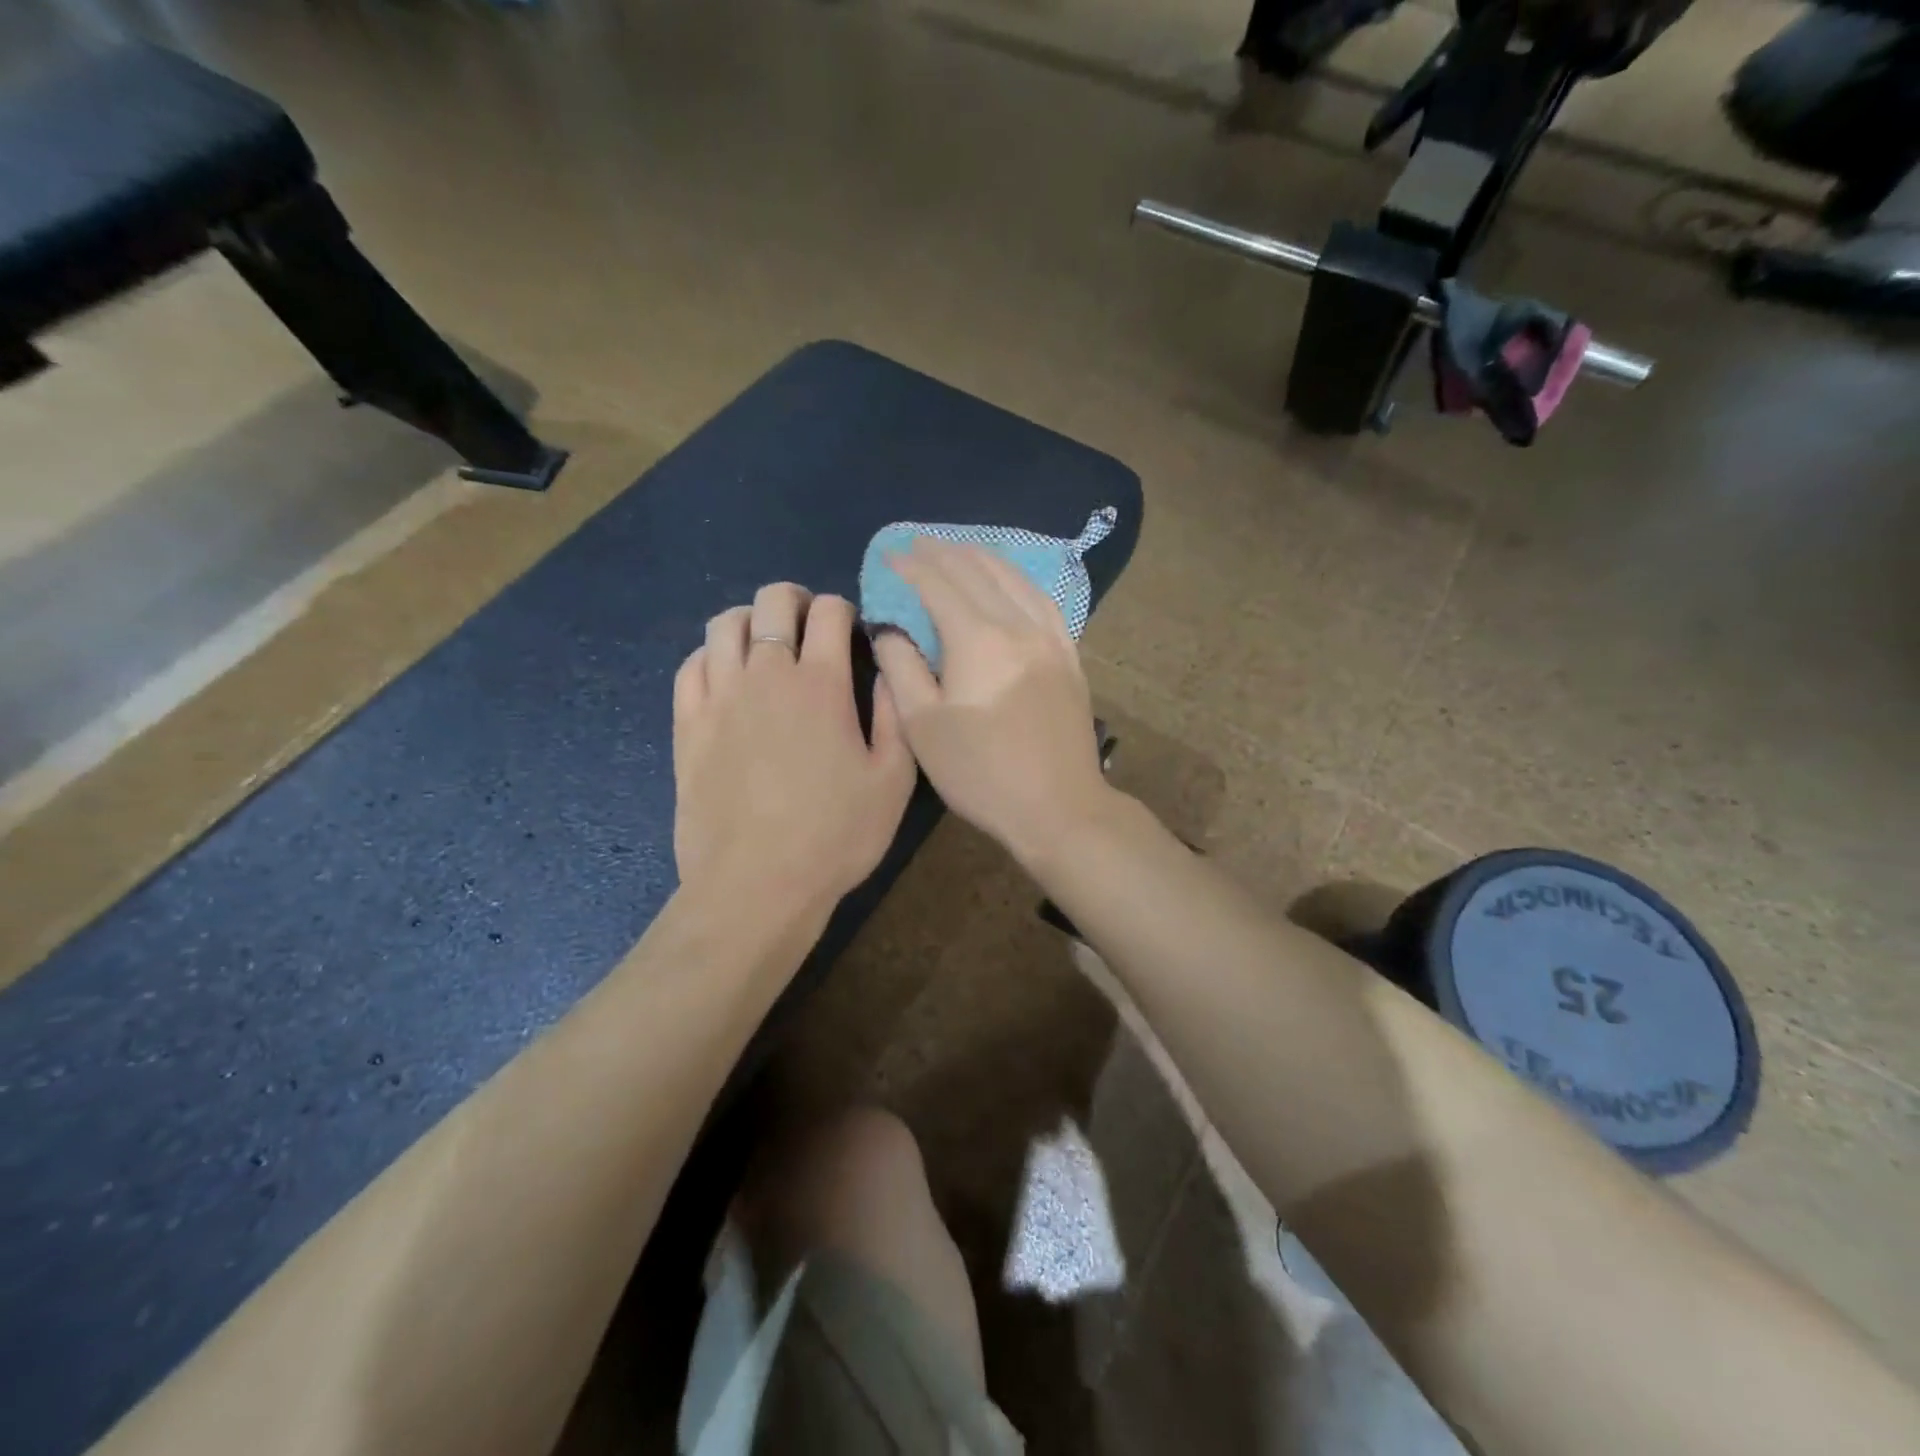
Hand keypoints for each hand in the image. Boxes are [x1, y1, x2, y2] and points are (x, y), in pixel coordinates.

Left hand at [674, 584, 915, 923]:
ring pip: (725, 624)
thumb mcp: (894, 780)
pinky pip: (691, 665)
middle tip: (810, 625)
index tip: (852, 632)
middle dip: (796, 600)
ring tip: (766, 644)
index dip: (844, 609)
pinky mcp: (687, 724)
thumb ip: (894, 714)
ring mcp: (719, 697)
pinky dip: (711, 655)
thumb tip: (886, 670)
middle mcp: (766, 675)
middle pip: (772, 601)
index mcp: (821, 683)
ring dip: (751, 620)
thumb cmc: (835, 835)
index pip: (829, 611)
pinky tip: (727, 675)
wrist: (756, 885)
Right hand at [870, 541, 1112, 866]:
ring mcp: (1051, 639)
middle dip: (943, 553)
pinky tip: (1011, 581)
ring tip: (959, 549)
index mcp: (978, 639)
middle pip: (977, 572)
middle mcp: (1018, 626)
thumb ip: (901, 668)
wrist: (1058, 808)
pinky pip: (1044, 601)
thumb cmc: (981, 773)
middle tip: (916, 544)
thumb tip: (890, 629)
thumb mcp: (923, 726)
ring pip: (1015, 579)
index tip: (887, 554)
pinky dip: (1019, 580)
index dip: (910, 566)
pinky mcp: (1069, 657)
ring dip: (982, 558)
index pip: (938, 584)